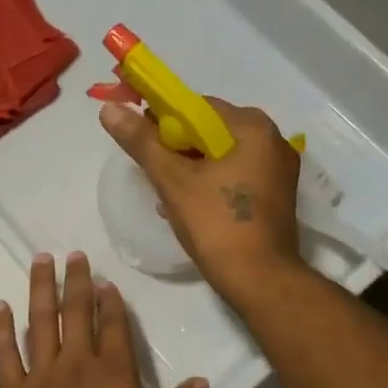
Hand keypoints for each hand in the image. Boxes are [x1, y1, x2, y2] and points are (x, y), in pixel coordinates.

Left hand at [0, 251, 206, 387]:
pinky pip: (5, 353)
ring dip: (41, 289)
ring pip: (41, 322)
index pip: (114, 329)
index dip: (111, 303)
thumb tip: (201, 382)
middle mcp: (77, 366)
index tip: (106, 281)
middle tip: (73, 254)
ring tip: (41, 260)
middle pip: (77, 314)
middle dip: (77, 282)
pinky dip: (2, 328)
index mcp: (113, 378)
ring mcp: (40, 376)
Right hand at [99, 98, 303, 301]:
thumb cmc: (217, 225)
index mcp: (252, 128)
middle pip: (210, 130)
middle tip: (150, 170)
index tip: (139, 139)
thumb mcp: (173, 180)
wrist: (260, 280)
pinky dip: (210, 182)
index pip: (197, 107)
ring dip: (190, 168)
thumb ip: (142, 142)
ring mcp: (278, 170)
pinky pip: (234, 174)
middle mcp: (272, 140)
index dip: (162, 119)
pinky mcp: (275, 195)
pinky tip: (187, 204)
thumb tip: (110, 109)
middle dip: (176, 148)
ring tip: (164, 192)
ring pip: (220, 155)